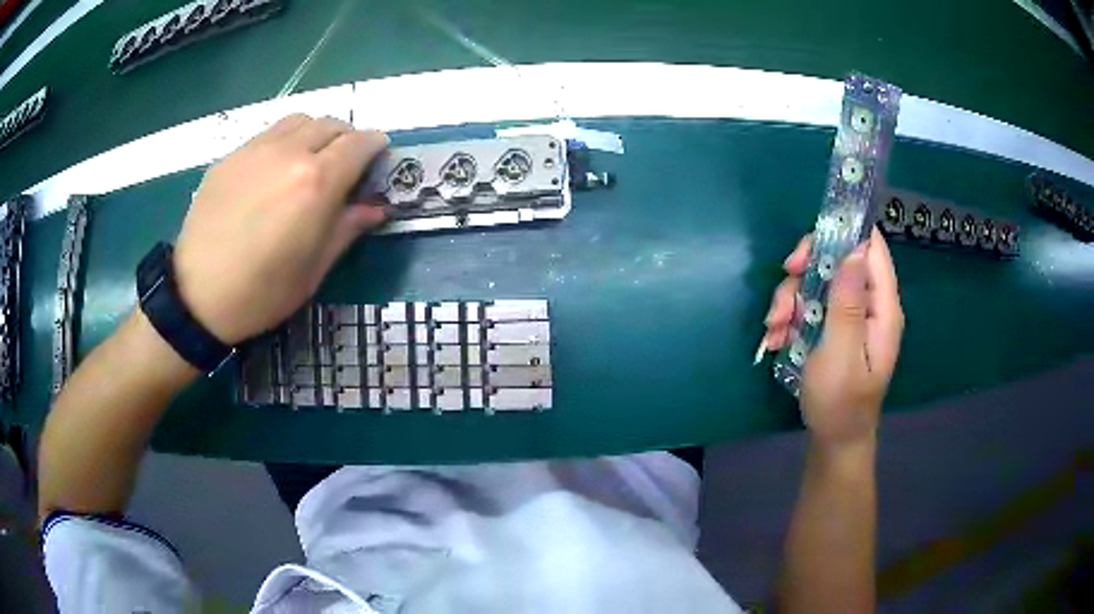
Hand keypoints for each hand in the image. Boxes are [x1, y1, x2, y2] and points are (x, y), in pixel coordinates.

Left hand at [173, 114, 387, 344]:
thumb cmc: (261, 292)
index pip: (360, 143)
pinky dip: (285, 141)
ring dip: (316, 133)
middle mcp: (289, 153)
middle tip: (345, 164)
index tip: (378, 159)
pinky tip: (274, 171)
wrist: (196, 296)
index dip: (376, 147)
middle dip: (348, 138)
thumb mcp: (313, 270)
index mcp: (316, 182)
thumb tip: (375, 208)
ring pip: (300, 120)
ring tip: (310, 159)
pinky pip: (269, 133)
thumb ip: (347, 229)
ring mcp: (256, 149)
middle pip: (332, 123)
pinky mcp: (231, 156)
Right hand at [763, 228, 903, 448]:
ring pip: (818, 281)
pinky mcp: (834, 326)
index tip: (807, 251)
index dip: (842, 235)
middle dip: (805, 271)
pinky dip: (789, 316)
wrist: (834, 439)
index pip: (871, 248)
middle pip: (838, 259)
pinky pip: (809, 304)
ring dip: (790, 299)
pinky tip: (774, 339)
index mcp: (882, 307)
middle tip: (783, 289)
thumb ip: (848, 303)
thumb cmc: (840, 402)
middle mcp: (869, 304)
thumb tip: (854, 249)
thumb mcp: (841, 354)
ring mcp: (850, 315)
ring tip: (772, 330)